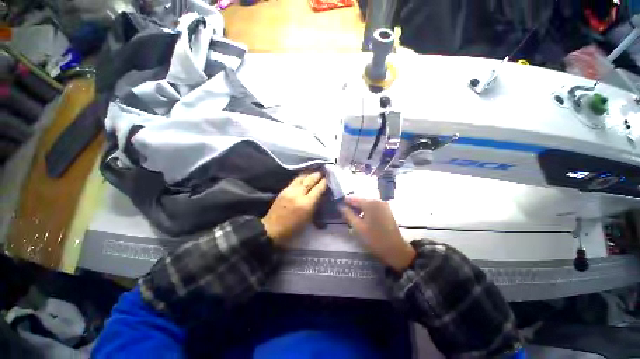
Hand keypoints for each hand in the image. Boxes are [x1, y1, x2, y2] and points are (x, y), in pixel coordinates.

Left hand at [262, 172, 326, 245]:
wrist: (272, 229)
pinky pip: (296, 179)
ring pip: (302, 177)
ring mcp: (290, 190)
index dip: (324, 182)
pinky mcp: (284, 189)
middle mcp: (298, 194)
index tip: (328, 178)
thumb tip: (321, 194)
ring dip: (310, 173)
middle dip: (318, 175)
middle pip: (310, 179)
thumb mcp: (309, 218)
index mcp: (306, 203)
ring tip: (316, 171)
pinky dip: (303, 176)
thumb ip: (315, 204)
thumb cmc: (294, 228)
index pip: (318, 188)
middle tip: (324, 172)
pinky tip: (306, 176)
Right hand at [339, 197, 415, 271]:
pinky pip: (372, 207)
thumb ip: (348, 214)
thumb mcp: (357, 227)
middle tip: (344, 215)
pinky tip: (362, 219)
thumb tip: (340, 206)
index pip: (352, 198)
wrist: (395, 250)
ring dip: (358, 209)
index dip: (344, 202)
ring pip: (366, 204)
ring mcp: (383, 205)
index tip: (337, 207)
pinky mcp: (386, 210)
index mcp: (369, 203)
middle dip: (352, 206)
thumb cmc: (374, 239)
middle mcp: (377, 200)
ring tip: (352, 219)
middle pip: (360, 200)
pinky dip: (366, 211)